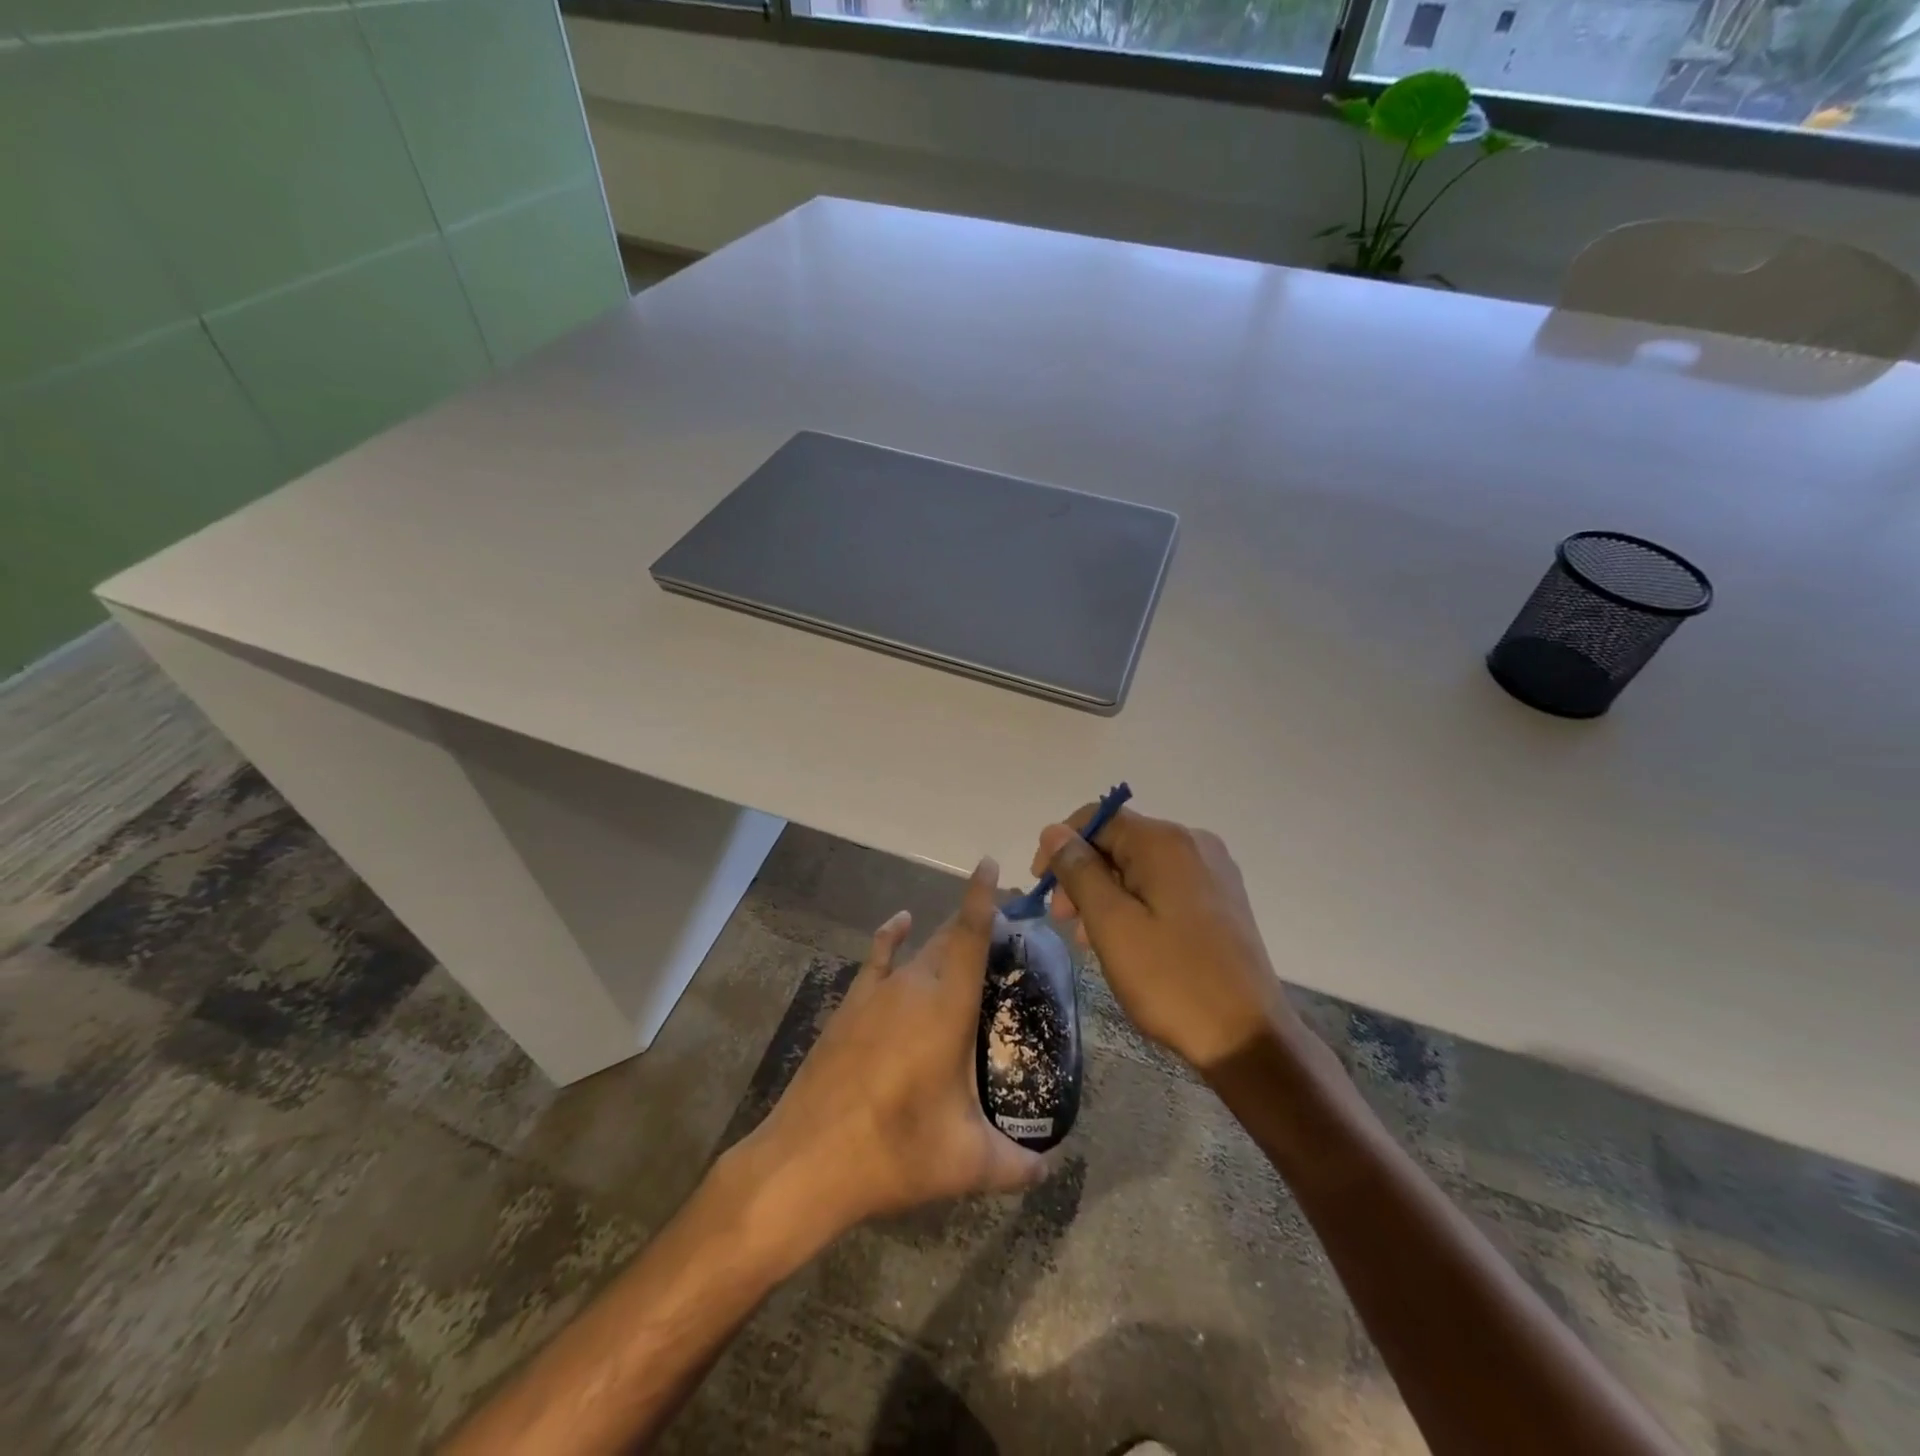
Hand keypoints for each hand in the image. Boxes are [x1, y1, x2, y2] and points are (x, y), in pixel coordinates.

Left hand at [740, 858, 1050, 1241]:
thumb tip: (1050, 1169)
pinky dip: (892, 936)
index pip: (970, 935)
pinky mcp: (851, 1006)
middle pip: (948, 936)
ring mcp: (876, 993)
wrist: (807, 1160)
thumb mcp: (966, 1163)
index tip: (990, 864)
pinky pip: (877, 957)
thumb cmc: (895, 1151)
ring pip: (918, 948)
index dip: (982, 896)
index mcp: (947, 1006)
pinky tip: (900, 924)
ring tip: (968, 935)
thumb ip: (1016, 1165)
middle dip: (976, 921)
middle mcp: (913, 985)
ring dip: (943, 936)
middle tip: (1007, 926)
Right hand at [1033, 808, 1295, 1073]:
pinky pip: (1164, 885)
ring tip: (1088, 938)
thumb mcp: (1111, 924)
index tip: (1041, 886)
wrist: (1248, 1038)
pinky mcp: (1222, 898)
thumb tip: (1054, 831)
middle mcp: (1193, 843)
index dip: (1061, 845)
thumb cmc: (1171, 979)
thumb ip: (1079, 871)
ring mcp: (1213, 870)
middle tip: (1062, 920)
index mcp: (1165, 842)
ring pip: (1140, 866)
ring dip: (1106, 892)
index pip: (1098, 818)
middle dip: (1083, 874)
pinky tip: (1125, 940)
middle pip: (1120, 841)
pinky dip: (1135, 903)